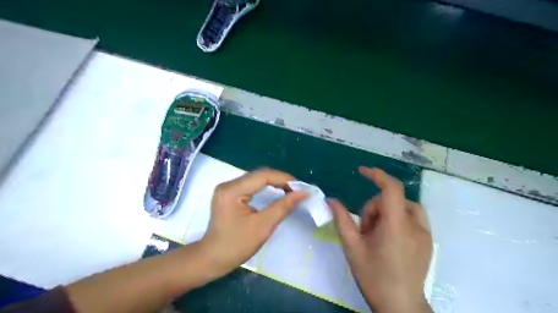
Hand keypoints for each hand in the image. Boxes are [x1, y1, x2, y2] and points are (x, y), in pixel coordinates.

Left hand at [200, 169, 304, 277]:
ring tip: (291, 190)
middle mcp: (228, 184)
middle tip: (298, 190)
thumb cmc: (236, 246)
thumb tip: (303, 193)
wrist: (212, 259)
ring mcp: (227, 188)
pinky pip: (251, 185)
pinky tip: (276, 192)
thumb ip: (283, 207)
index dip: (284, 178)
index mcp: (232, 191)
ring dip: (274, 183)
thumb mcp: (263, 227)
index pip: (262, 176)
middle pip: (259, 175)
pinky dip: (266, 187)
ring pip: (256, 179)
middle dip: (280, 180)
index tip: (301, 187)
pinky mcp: (229, 193)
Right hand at [328, 168, 432, 311]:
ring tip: (376, 236)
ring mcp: (425, 233)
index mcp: (396, 226)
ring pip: (402, 207)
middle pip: (391, 200)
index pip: (391, 188)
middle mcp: (415, 226)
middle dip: (373, 210)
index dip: (377, 175)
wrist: (401, 307)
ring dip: (385, 214)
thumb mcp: (352, 248)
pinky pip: (411, 217)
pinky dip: (396, 219)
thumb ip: (341, 220)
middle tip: (364, 231)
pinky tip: (389, 237)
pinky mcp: (428, 240)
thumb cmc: (374, 278)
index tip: (361, 171)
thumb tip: (331, 200)